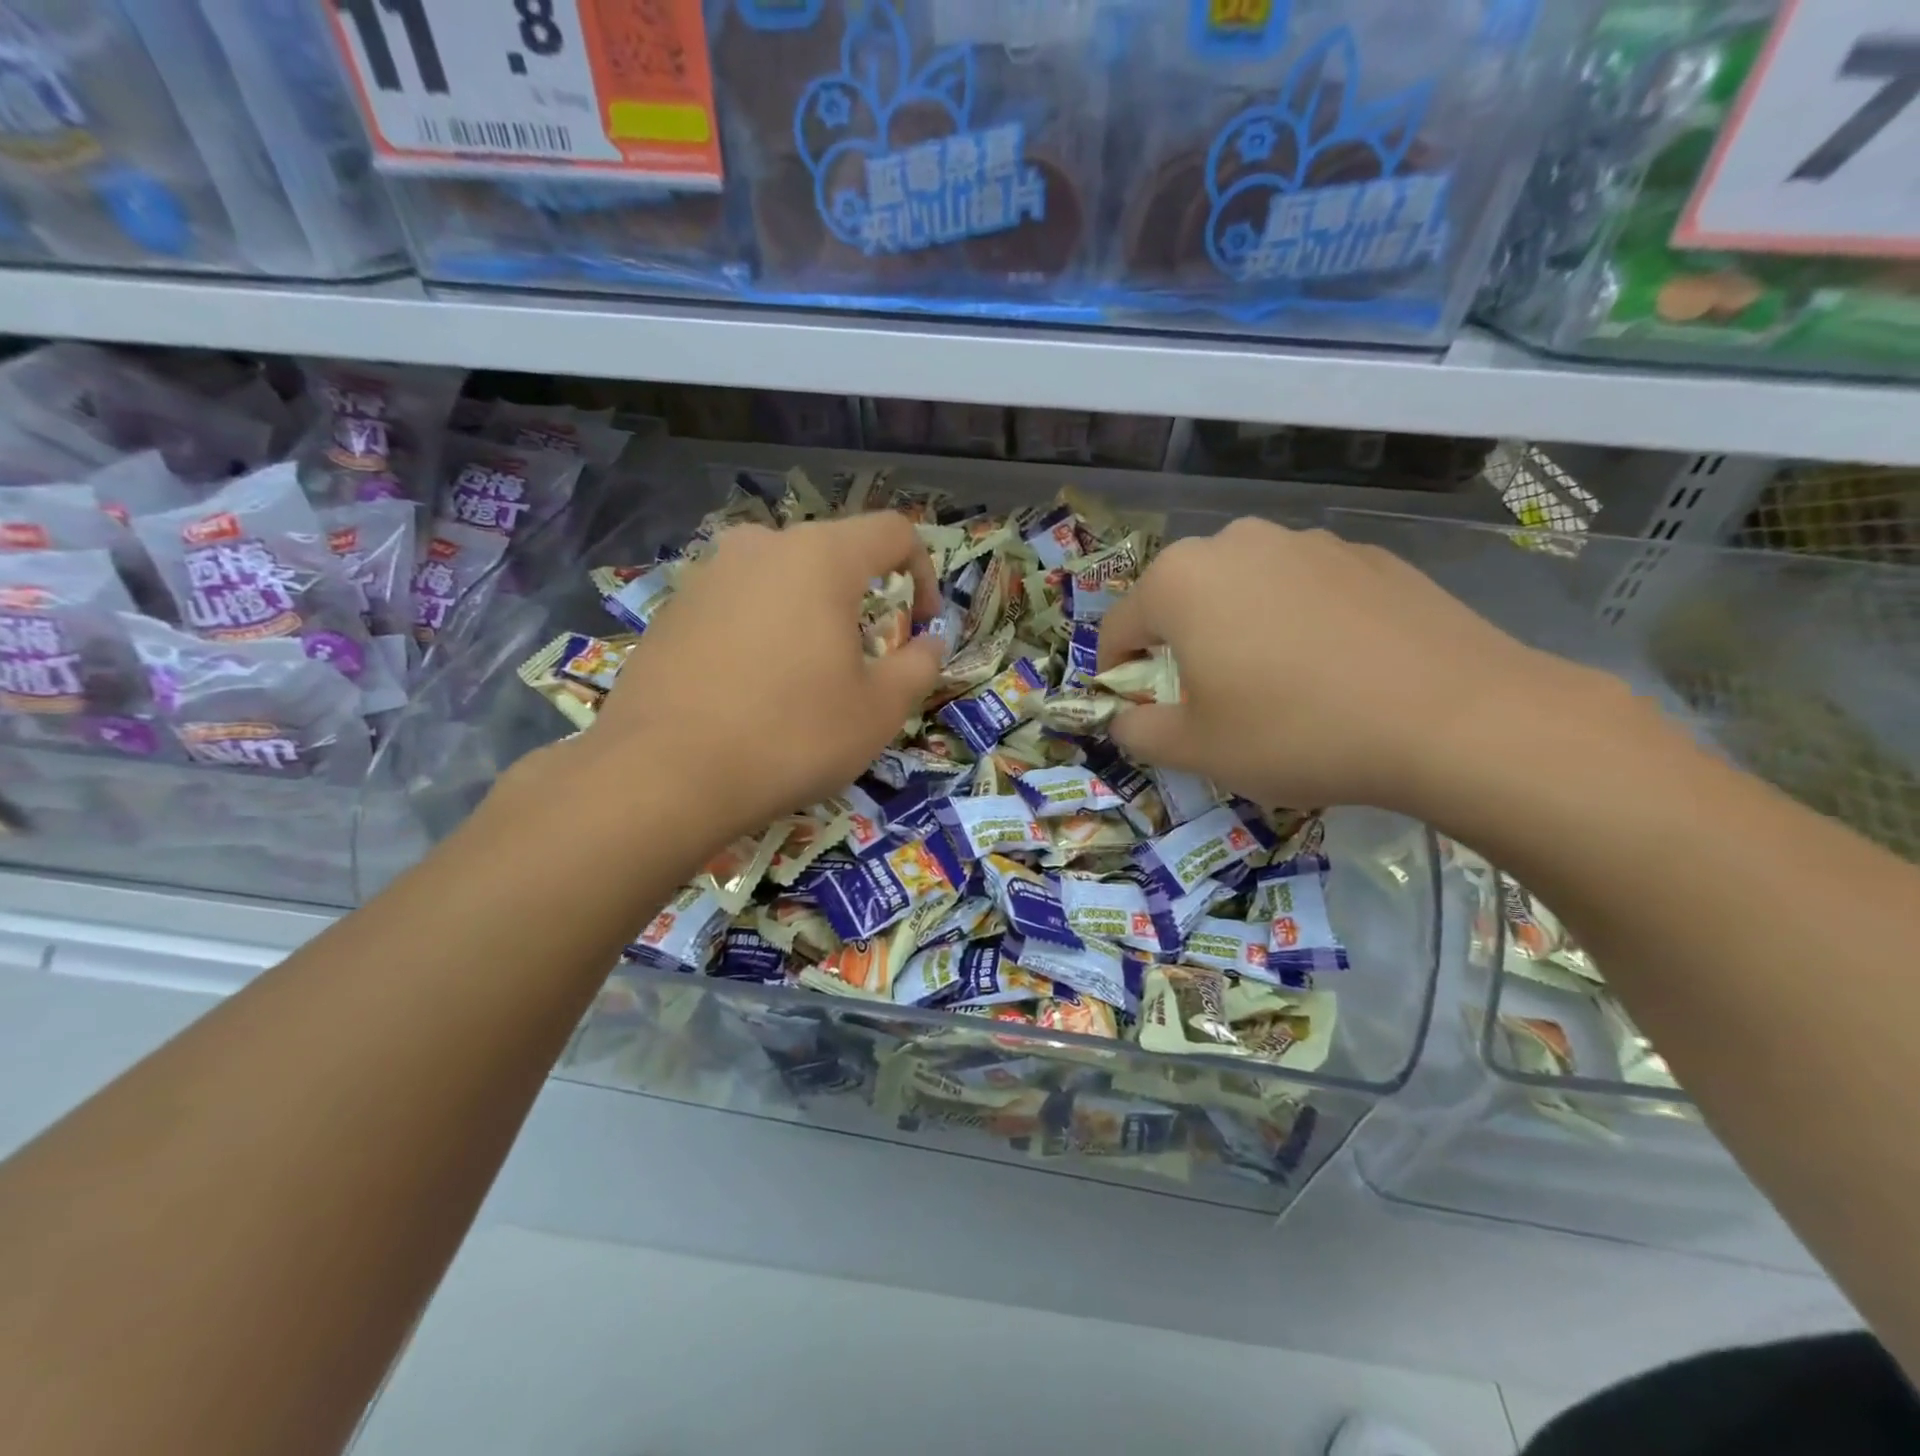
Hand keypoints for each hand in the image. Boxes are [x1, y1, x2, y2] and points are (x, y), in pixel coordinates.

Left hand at [581, 513, 942, 846]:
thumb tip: (931, 641)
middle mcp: (761, 547)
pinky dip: (762, 632)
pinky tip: (750, 691)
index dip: (924, 574)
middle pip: (833, 555)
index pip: (893, 532)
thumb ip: (919, 665)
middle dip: (862, 601)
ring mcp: (708, 575)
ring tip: (804, 679)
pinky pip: (738, 605)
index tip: (920, 627)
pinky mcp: (672, 609)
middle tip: (862, 662)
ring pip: (782, 580)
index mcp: (820, 557)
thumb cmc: (791, 736)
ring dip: (809, 616)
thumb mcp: (878, 711)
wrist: (662, 775)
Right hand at [1097, 518, 1589, 814]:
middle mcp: (1237, 542)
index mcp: (1181, 580)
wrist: (1454, 718)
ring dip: (1239, 630)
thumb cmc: (1295, 731)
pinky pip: (1305, 590)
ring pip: (1245, 590)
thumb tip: (1126, 718)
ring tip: (1278, 685)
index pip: (1119, 626)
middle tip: (1210, 700)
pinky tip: (1335, 669)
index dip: (1117, 673)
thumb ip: (1137, 730)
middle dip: (1181, 647)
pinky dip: (1298, 622)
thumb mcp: (1195, 749)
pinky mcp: (1369, 556)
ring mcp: (1309, 542)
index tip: (1137, 710)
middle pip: (1182, 599)